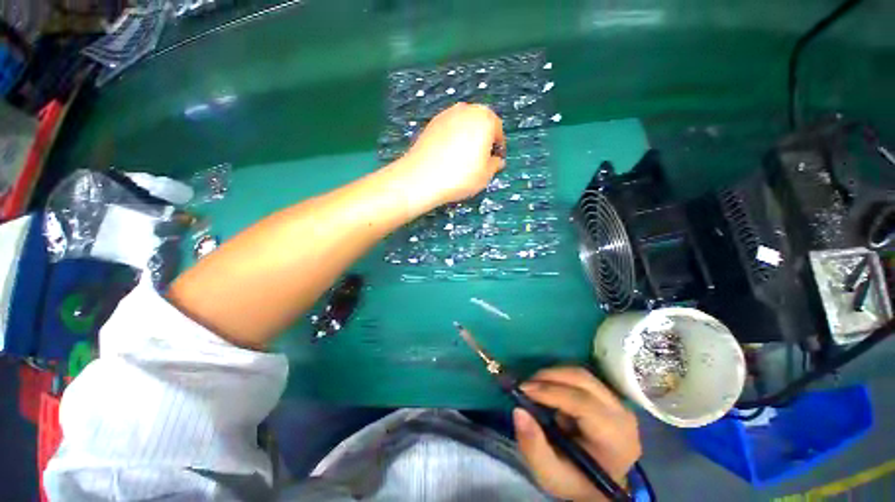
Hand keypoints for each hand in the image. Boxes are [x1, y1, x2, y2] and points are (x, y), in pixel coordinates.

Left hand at [395, 103, 504, 212]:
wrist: (421, 177)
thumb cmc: (460, 176)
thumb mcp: (485, 176)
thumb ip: (495, 164)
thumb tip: (496, 160)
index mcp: (485, 119)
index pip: (497, 130)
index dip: (498, 146)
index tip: (495, 159)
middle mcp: (466, 110)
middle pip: (480, 122)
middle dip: (483, 138)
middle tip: (481, 157)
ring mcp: (446, 114)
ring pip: (464, 124)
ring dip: (468, 136)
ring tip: (464, 157)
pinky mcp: (431, 123)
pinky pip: (449, 128)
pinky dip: (453, 138)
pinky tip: (448, 155)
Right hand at [513, 367, 640, 501]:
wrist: (598, 487)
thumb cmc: (575, 481)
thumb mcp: (550, 474)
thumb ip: (533, 446)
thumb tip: (518, 411)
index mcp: (614, 438)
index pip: (583, 403)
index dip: (551, 392)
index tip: (523, 389)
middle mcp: (622, 415)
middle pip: (583, 380)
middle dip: (550, 376)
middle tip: (526, 385)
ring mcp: (619, 403)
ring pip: (582, 374)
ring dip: (554, 376)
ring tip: (536, 389)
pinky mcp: (610, 397)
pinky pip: (582, 378)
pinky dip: (561, 379)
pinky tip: (550, 391)